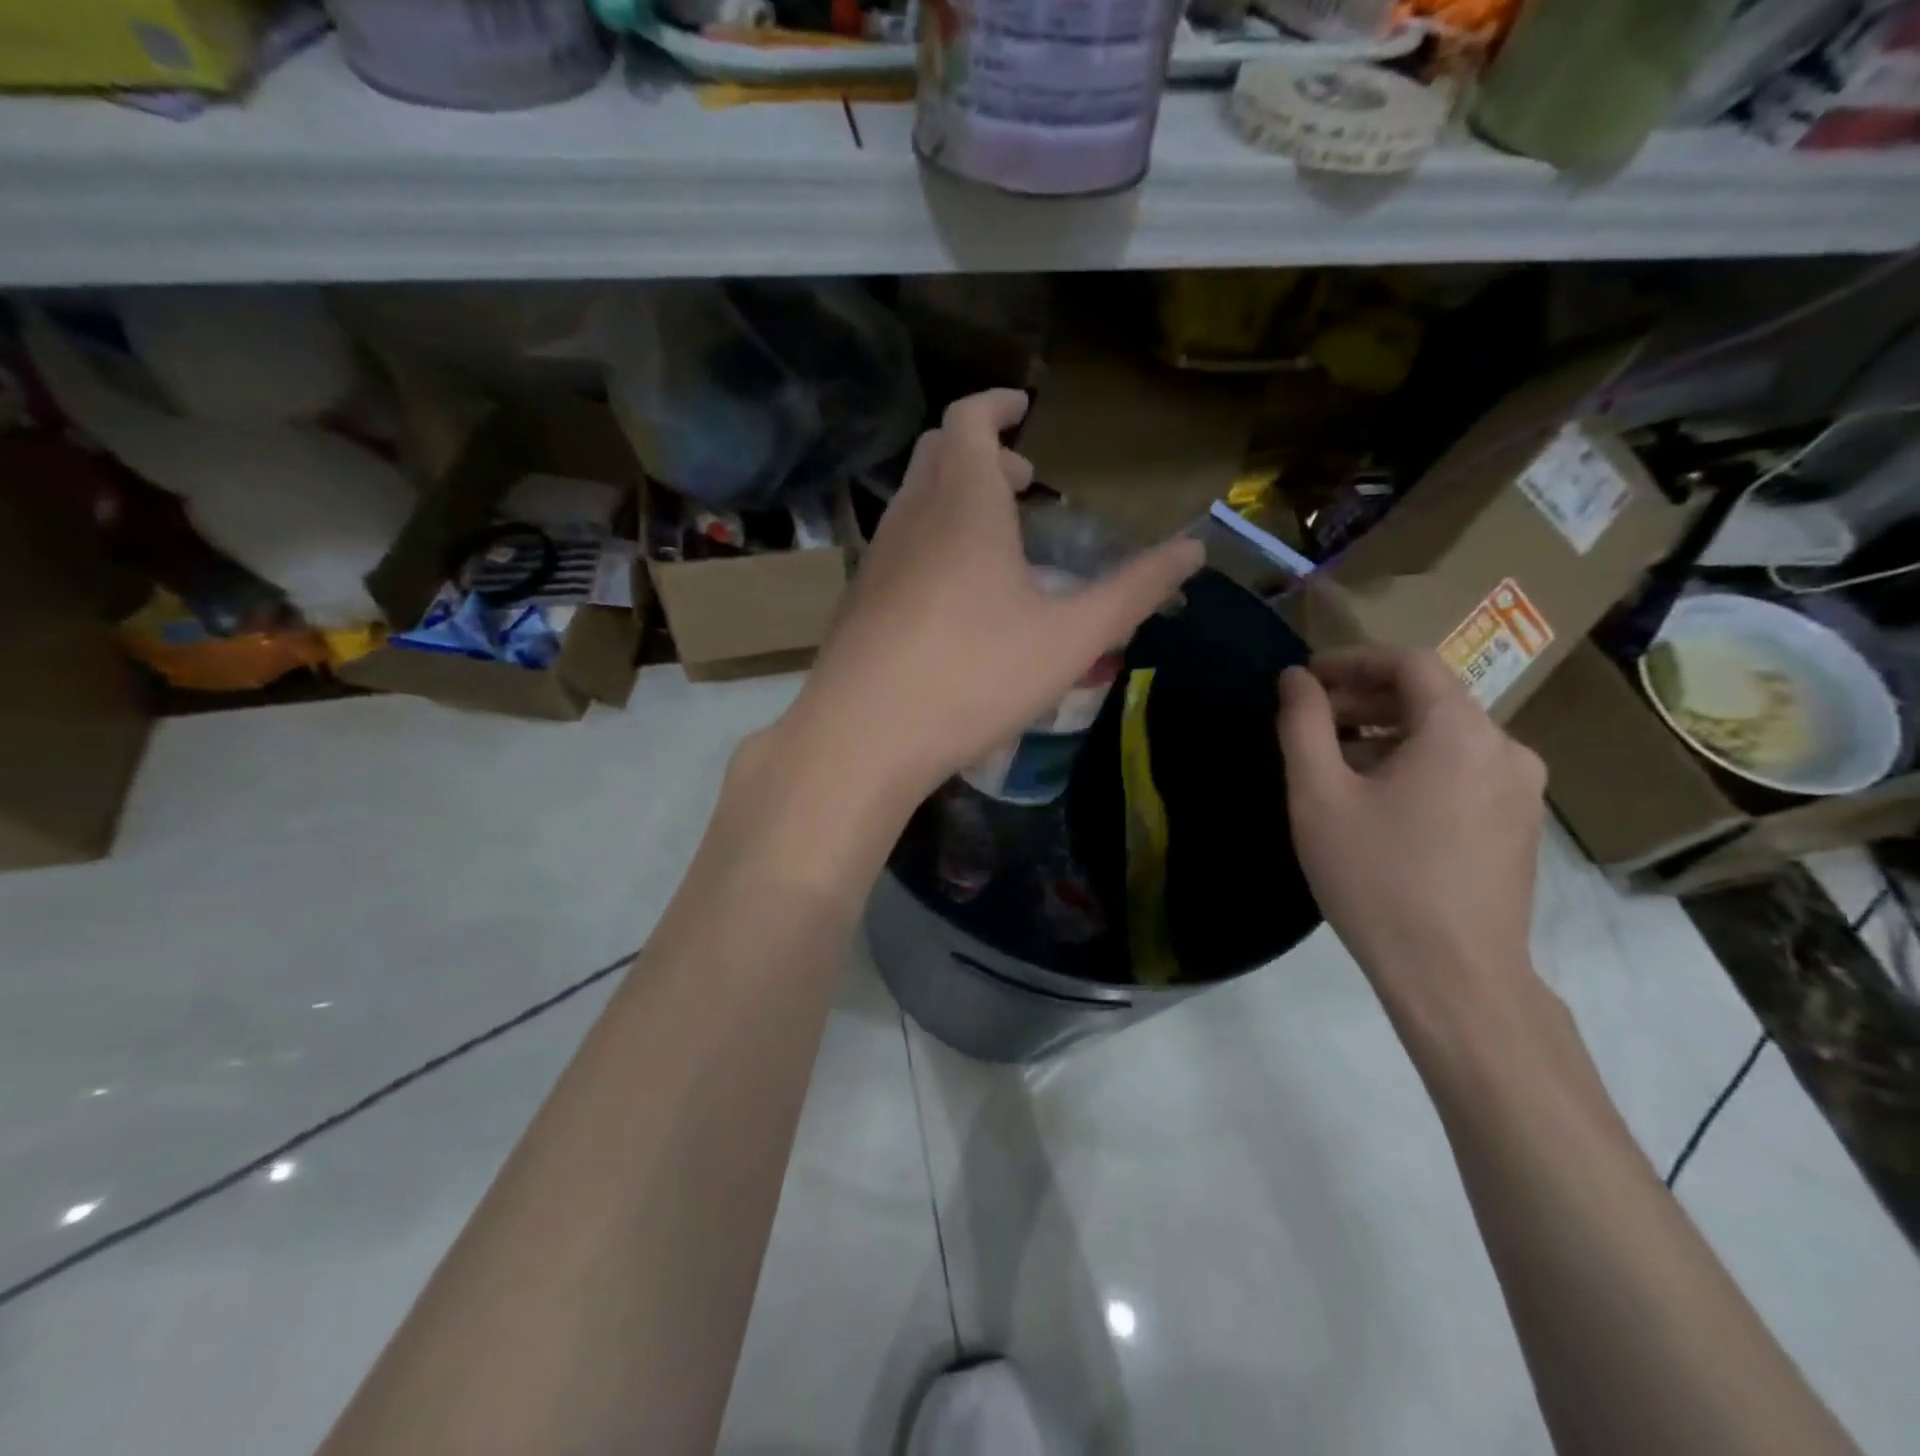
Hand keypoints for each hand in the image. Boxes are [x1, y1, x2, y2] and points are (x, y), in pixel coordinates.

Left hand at [782, 389, 1202, 805]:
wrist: (862, 736)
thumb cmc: (974, 676)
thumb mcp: (1070, 639)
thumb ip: (1134, 592)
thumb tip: (1194, 549)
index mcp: (963, 503)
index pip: (968, 418)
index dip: (997, 404)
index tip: (1025, 408)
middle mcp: (912, 516)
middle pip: (939, 452)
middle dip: (982, 452)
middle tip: (1023, 482)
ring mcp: (877, 557)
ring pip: (916, 500)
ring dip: (957, 499)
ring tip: (999, 541)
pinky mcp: (860, 598)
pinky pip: (901, 545)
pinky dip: (934, 540)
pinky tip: (957, 596)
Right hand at [1275, 647, 1546, 1016]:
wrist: (1453, 976)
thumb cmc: (1377, 877)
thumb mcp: (1319, 796)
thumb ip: (1303, 725)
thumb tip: (1294, 678)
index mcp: (1461, 732)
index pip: (1409, 663)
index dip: (1351, 661)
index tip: (1306, 679)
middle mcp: (1505, 749)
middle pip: (1429, 699)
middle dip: (1363, 701)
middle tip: (1309, 724)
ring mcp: (1520, 790)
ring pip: (1445, 738)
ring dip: (1385, 736)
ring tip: (1334, 766)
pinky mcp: (1518, 826)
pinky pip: (1462, 771)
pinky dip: (1415, 766)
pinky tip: (1376, 802)